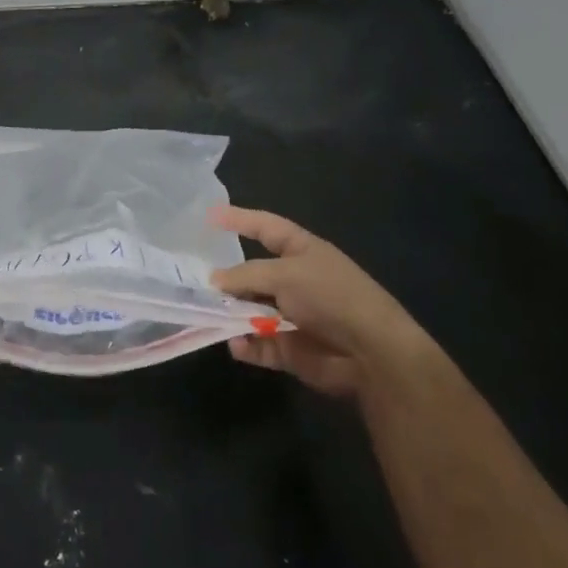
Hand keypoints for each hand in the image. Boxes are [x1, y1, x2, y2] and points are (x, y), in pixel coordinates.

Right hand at [210, 205, 423, 400]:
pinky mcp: (290, 348)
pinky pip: (259, 344)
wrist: (372, 352)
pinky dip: (246, 345)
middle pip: (251, 274)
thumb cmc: (330, 296)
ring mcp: (292, 315)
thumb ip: (245, 275)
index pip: (265, 227)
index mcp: (301, 251)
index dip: (240, 219)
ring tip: (209, 315)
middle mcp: (295, 280)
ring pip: (250, 311)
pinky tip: (237, 344)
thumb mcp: (285, 275)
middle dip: (226, 279)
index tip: (210, 215)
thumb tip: (214, 280)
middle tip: (195, 282)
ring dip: (231, 314)